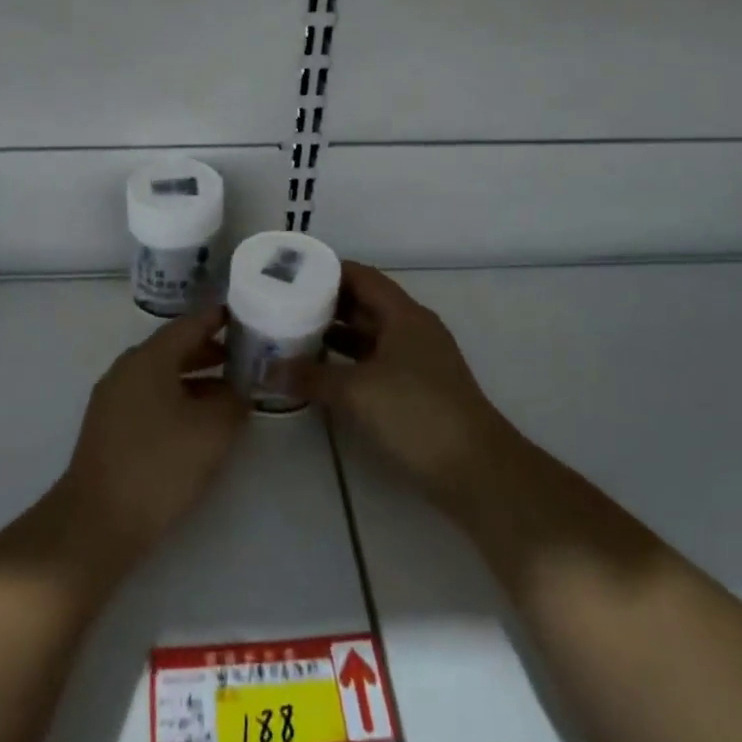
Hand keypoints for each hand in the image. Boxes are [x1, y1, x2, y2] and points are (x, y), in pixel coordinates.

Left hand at [55, 307, 250, 569]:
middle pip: (174, 348)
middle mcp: (127, 369)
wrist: (98, 520)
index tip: (246, 316)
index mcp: (148, 359)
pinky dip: (178, 399)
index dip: (219, 319)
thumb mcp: (212, 430)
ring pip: (162, 376)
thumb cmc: (159, 465)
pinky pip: (150, 398)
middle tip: (245, 356)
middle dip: (211, 351)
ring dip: (196, 379)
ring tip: (230, 392)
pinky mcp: (109, 427)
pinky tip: (199, 423)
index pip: (190, 324)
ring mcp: (113, 399)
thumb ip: (233, 401)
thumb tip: (239, 391)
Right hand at [278, 263, 512, 511]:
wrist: (475, 470)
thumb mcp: (356, 392)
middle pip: (364, 304)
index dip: (327, 271)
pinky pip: (373, 363)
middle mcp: (412, 330)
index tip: (290, 274)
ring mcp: (416, 361)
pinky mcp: (415, 391)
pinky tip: (319, 373)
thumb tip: (266, 370)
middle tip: (283, 305)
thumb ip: (310, 377)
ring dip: (334, 335)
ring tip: (292, 335)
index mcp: (404, 315)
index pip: (362, 276)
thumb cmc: (416, 414)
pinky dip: (347, 363)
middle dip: (325, 303)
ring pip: (368, 336)